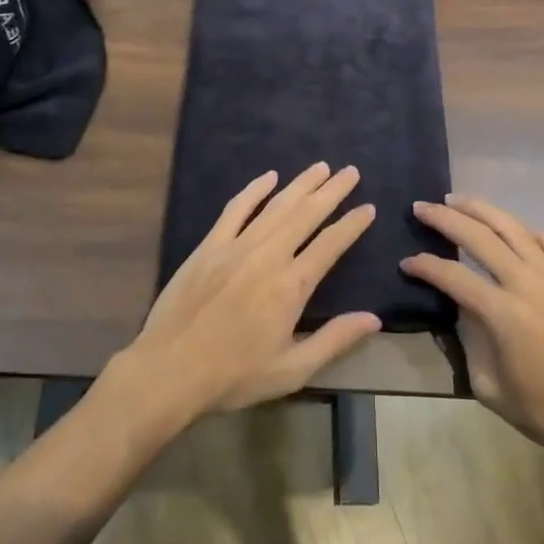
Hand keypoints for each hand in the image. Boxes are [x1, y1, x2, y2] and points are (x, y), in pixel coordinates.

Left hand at [124, 164, 381, 421]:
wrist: (170, 370)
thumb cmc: (234, 375)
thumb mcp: (292, 370)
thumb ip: (334, 340)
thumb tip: (373, 318)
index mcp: (291, 285)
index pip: (330, 245)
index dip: (352, 225)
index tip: (368, 207)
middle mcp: (268, 256)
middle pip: (306, 214)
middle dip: (331, 191)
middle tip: (350, 171)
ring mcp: (236, 246)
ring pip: (275, 206)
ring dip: (300, 184)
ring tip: (321, 167)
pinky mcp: (209, 246)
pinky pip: (235, 209)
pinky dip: (254, 190)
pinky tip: (269, 176)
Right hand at [402, 195, 543, 468]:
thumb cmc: (541, 410)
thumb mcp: (487, 385)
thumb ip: (468, 338)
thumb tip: (459, 305)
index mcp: (504, 314)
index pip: (454, 275)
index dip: (425, 266)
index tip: (406, 262)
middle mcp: (528, 285)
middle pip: (481, 236)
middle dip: (446, 218)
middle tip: (421, 207)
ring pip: (514, 227)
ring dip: (481, 209)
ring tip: (457, 200)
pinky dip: (526, 231)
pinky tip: (511, 232)